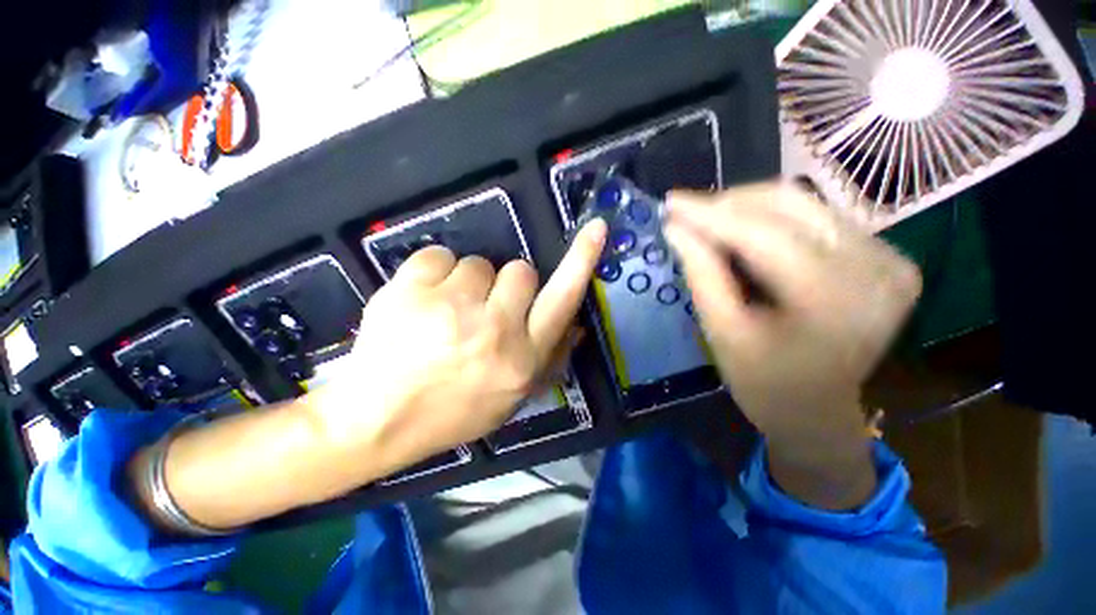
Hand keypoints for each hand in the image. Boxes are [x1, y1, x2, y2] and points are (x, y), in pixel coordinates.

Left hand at [315, 220, 607, 474]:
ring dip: (468, 283)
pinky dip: (433, 274)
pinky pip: (438, 256)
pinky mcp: (412, 291)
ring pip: (479, 263)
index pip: (563, 299)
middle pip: (520, 270)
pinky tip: (420, 303)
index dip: (582, 261)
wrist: (376, 421)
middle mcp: (496, 329)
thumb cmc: (452, 412)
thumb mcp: (511, 398)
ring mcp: (452, 308)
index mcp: (522, 358)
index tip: (595, 229)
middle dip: (508, 283)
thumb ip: (549, 359)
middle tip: (484, 307)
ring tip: (446, 313)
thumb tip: (576, 325)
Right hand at [664, 182, 921, 507]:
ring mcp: (890, 259)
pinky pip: (819, 217)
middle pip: (790, 205)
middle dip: (728, 204)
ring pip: (804, 204)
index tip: (671, 202)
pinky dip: (773, 219)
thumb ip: (700, 274)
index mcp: (834, 302)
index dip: (710, 214)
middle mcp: (877, 270)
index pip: (763, 235)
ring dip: (747, 208)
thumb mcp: (722, 332)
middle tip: (686, 212)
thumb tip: (675, 228)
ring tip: (709, 222)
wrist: (817, 410)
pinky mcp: (887, 257)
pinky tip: (745, 234)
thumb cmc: (763, 383)